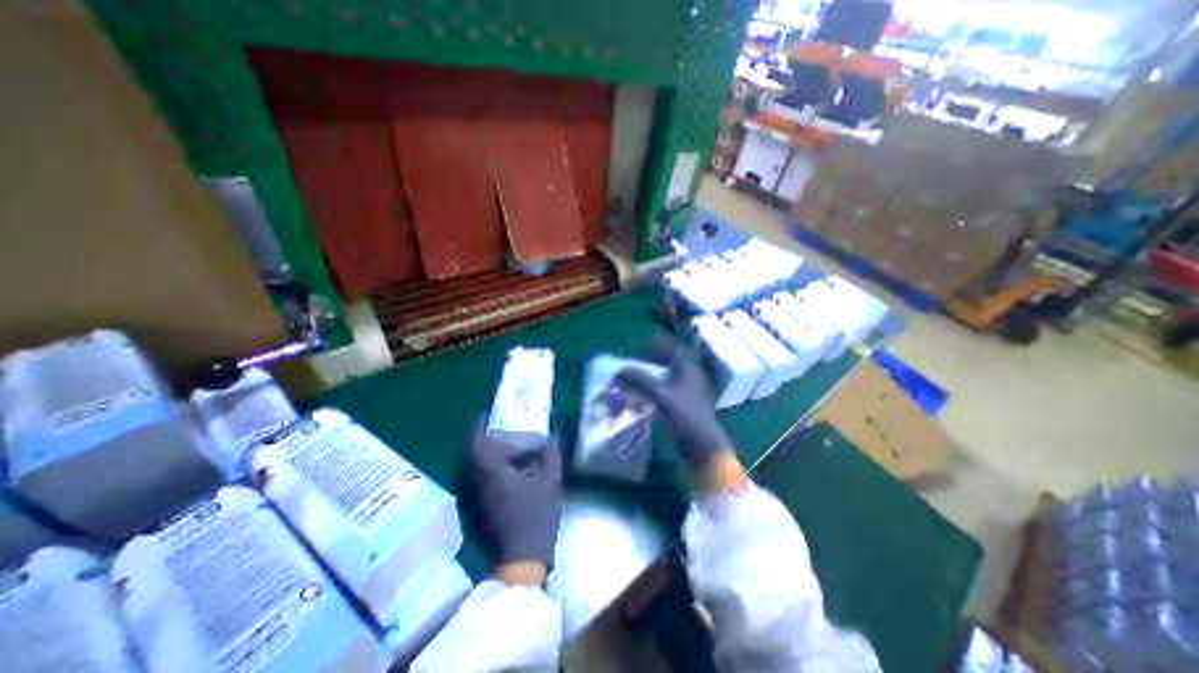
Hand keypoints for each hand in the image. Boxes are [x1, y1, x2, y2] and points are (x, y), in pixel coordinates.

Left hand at [466, 424, 564, 576]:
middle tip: (497, 433)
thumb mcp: (550, 480)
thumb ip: (551, 455)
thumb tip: (552, 438)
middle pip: (471, 455)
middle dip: (481, 441)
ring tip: (501, 450)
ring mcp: (475, 498)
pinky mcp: (477, 510)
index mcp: (492, 471)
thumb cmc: (536, 513)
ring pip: (473, 469)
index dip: (477, 427)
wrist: (522, 557)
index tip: (483, 416)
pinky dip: (485, 471)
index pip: (476, 443)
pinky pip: (476, 481)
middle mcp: (477, 482)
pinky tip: (503, 473)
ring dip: (483, 457)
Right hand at [618, 333, 730, 471]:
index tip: (633, 348)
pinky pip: (666, 386)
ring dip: (649, 373)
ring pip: (665, 373)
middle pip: (666, 358)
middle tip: (629, 363)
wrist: (702, 443)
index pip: (668, 345)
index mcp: (687, 366)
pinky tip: (642, 393)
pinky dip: (653, 386)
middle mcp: (690, 372)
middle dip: (646, 359)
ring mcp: (689, 387)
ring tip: (632, 377)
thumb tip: (619, 370)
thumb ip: (639, 380)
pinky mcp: (685, 400)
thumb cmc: (685, 415)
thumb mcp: (660, 395)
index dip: (650, 344)